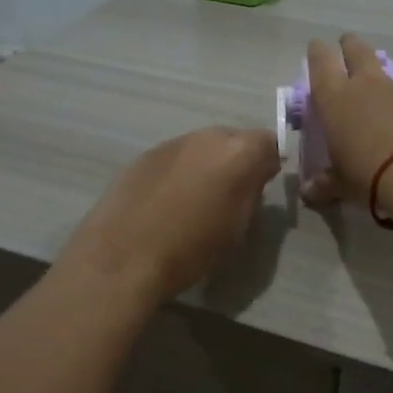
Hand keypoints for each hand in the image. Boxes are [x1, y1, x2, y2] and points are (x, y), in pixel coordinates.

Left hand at [59, 126, 281, 304]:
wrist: (123, 255)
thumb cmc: (191, 249)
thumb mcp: (237, 228)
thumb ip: (251, 193)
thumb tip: (253, 177)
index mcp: (238, 152)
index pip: (269, 143)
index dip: (267, 165)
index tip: (261, 188)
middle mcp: (207, 136)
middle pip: (233, 139)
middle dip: (236, 160)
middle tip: (229, 194)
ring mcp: (172, 142)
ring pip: (202, 147)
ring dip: (206, 165)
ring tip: (195, 199)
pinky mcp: (145, 154)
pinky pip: (175, 157)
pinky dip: (178, 172)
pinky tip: (166, 201)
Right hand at [305, 34, 392, 206]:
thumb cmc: (371, 177)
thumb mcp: (342, 185)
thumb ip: (325, 184)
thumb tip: (310, 192)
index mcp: (336, 100)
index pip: (320, 62)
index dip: (318, 52)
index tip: (318, 47)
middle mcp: (369, 84)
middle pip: (358, 50)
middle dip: (351, 46)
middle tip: (349, 46)